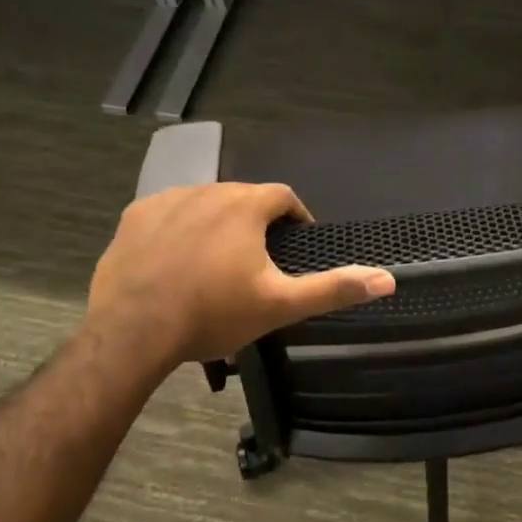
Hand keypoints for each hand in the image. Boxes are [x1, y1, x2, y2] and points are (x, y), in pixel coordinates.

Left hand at [87, 183, 395, 365]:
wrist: (133, 331)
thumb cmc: (213, 314)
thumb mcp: (280, 305)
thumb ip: (333, 289)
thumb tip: (388, 279)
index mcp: (246, 205)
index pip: (283, 196)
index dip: (296, 216)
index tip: (297, 241)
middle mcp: (208, 190)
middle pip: (243, 198)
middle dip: (255, 223)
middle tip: (257, 261)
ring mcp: (166, 200)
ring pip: (205, 204)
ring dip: (217, 223)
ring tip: (217, 262)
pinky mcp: (135, 217)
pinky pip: (167, 214)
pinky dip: (179, 229)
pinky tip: (177, 260)